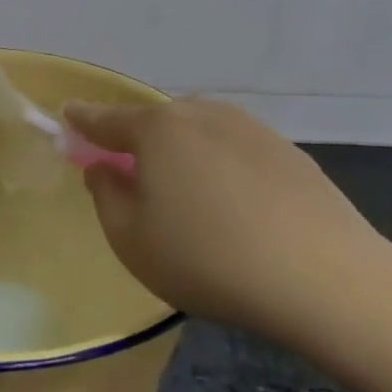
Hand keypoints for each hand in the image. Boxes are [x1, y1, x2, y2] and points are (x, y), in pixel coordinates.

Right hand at [65, 97, 391, 344]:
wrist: (323, 277)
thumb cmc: (208, 259)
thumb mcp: (132, 240)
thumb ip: (106, 196)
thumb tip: (105, 168)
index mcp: (159, 129)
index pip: (107, 120)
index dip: (83, 120)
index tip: (67, 114)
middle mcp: (203, 114)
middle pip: (158, 123)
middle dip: (140, 143)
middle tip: (136, 178)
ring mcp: (251, 129)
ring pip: (201, 135)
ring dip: (186, 157)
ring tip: (191, 202)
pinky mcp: (289, 152)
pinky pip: (237, 152)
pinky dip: (224, 170)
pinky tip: (237, 209)